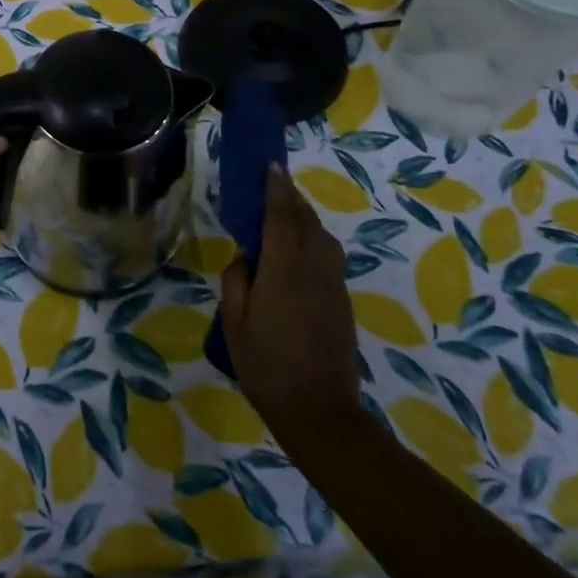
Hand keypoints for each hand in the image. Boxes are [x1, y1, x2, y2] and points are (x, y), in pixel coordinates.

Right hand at [220, 165, 365, 445]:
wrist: (320, 411)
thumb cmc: (267, 367)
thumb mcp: (234, 325)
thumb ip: (236, 282)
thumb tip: (245, 256)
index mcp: (283, 271)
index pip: (281, 217)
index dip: (276, 189)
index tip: (271, 166)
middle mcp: (313, 269)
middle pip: (306, 221)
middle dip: (292, 197)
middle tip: (275, 183)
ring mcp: (333, 285)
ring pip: (323, 236)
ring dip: (305, 217)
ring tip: (287, 212)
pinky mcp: (342, 301)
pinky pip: (329, 255)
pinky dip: (314, 239)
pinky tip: (299, 248)